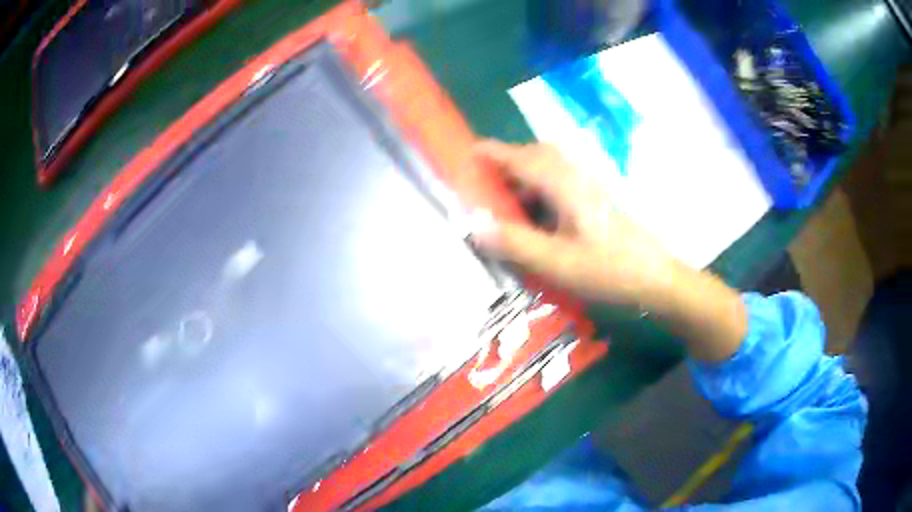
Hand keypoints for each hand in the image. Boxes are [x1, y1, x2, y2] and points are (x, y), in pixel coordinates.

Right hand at [470, 140, 675, 307]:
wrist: (656, 278)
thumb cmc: (609, 269)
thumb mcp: (557, 262)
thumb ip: (514, 242)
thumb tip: (474, 223)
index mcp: (564, 185)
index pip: (521, 158)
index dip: (493, 153)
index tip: (468, 153)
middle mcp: (576, 177)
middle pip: (538, 155)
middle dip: (509, 161)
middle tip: (487, 183)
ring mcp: (590, 187)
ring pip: (551, 169)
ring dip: (525, 176)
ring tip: (507, 203)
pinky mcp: (598, 200)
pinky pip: (561, 183)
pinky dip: (541, 190)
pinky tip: (538, 218)